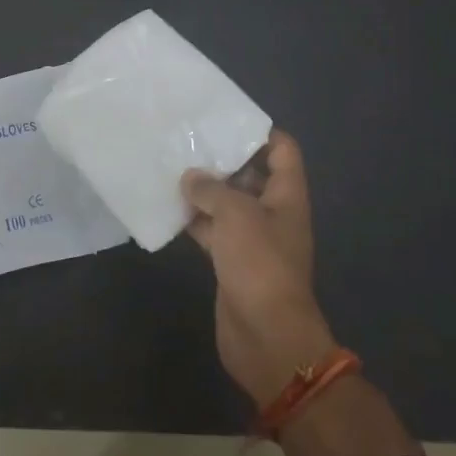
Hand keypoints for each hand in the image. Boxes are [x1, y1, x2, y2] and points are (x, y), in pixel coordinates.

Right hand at [184, 130, 337, 405]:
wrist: (266, 336)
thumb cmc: (259, 263)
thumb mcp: (235, 214)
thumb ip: (211, 189)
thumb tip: (190, 177)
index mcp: (286, 195)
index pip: (282, 150)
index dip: (259, 132)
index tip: (224, 119)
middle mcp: (273, 212)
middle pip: (252, 175)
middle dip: (223, 160)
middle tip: (188, 140)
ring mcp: (253, 239)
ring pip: (228, 204)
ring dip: (204, 191)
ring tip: (172, 167)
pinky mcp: (233, 262)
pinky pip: (214, 231)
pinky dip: (195, 221)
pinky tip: (168, 208)